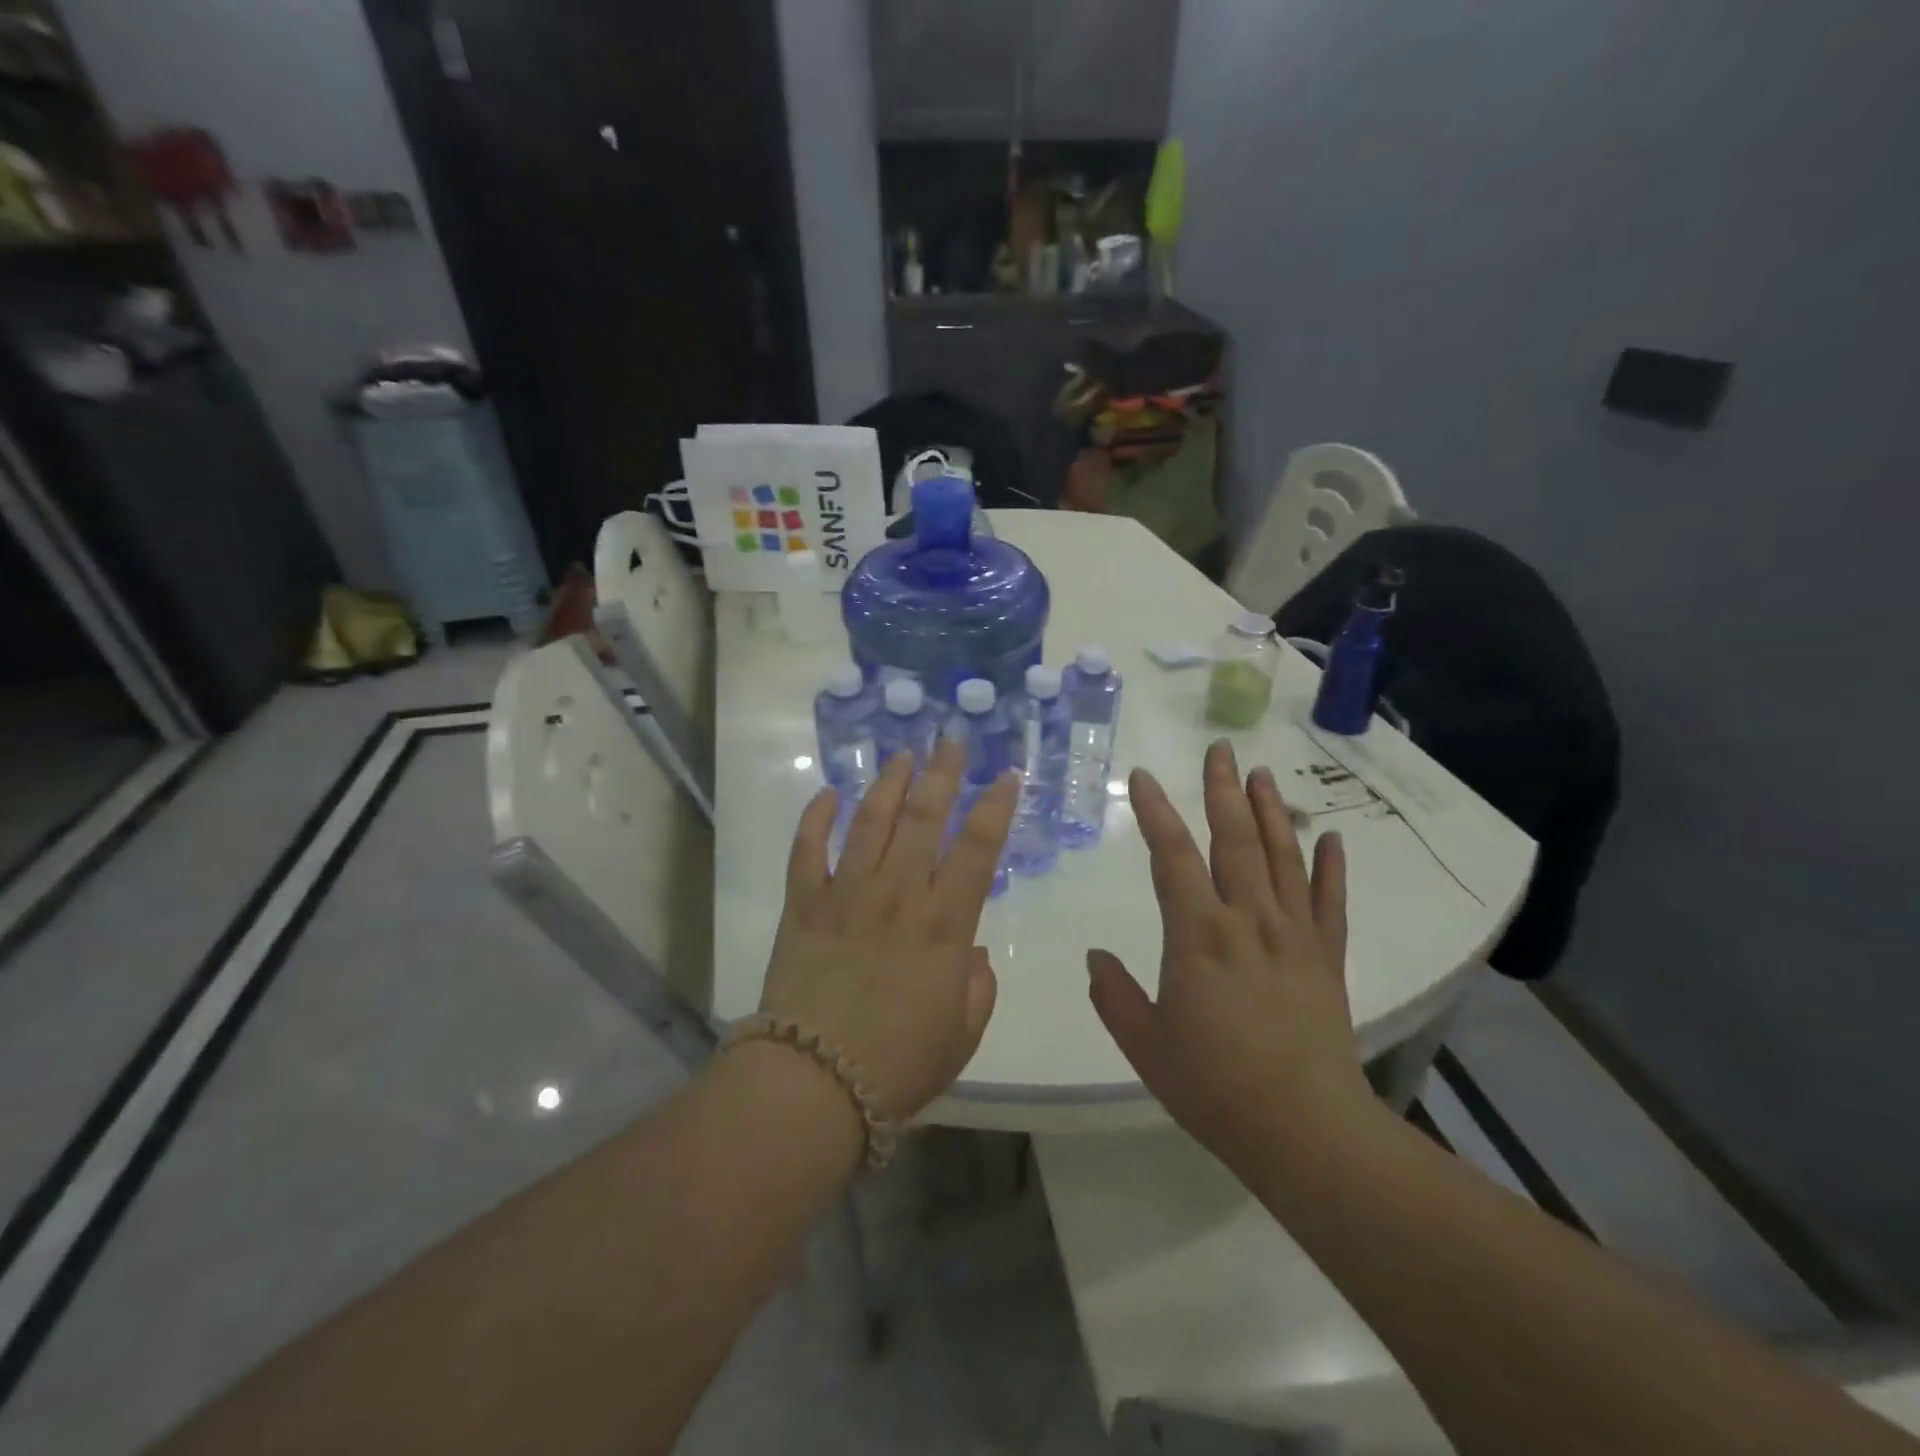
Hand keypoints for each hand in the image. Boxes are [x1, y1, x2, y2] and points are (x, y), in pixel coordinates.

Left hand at [760, 739, 1017, 1122]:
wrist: (813, 1084)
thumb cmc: (898, 1065)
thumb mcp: (961, 1034)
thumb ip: (976, 987)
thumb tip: (971, 953)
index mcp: (943, 924)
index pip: (977, 849)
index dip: (995, 807)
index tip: (1006, 775)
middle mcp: (897, 894)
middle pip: (925, 818)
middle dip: (942, 773)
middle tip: (949, 740)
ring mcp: (845, 894)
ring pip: (870, 821)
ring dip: (888, 784)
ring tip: (901, 755)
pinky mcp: (802, 905)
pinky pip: (806, 850)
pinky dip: (815, 818)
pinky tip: (827, 793)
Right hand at [1088, 740, 1375, 1179]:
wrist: (1304, 1130)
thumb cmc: (1213, 1086)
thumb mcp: (1145, 1043)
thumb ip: (1114, 995)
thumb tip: (1095, 958)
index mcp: (1198, 933)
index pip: (1172, 856)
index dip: (1156, 812)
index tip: (1145, 777)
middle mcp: (1248, 919)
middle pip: (1234, 840)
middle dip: (1223, 790)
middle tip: (1220, 749)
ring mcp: (1294, 935)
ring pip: (1282, 858)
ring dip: (1270, 812)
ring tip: (1262, 774)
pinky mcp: (1327, 958)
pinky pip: (1329, 902)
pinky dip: (1331, 867)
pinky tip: (1330, 838)